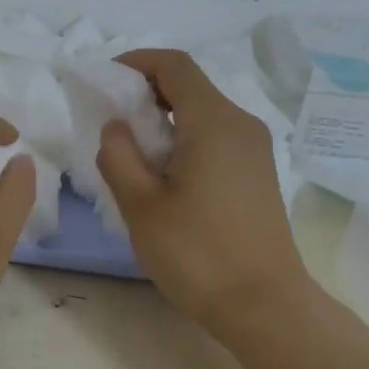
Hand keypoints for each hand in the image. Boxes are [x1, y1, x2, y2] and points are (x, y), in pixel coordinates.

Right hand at [97, 50, 315, 337]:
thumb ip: (119, 156)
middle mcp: (241, 124)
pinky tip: (165, 175)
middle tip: (110, 122)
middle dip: (146, 93)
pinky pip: (216, 137)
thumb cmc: (197, 254)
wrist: (264, 305)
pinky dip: (185, 139)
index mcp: (214, 122)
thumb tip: (117, 127)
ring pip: (203, 113)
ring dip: (164, 119)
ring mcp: (255, 149)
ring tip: (132, 153)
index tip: (104, 81)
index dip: (136, 63)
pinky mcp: (258, 173)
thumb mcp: (141, 205)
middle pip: (190, 86)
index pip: (174, 65)